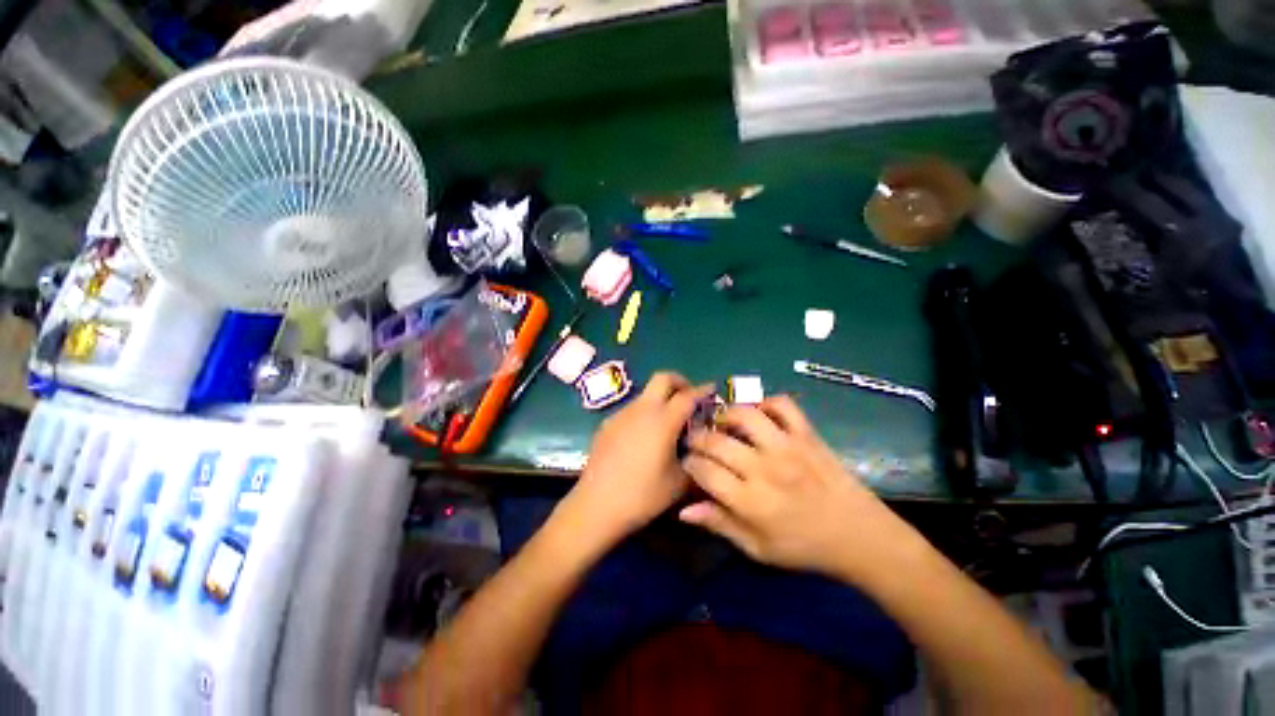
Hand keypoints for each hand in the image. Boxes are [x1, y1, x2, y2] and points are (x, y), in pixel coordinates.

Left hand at [555, 372, 711, 549]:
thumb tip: (703, 449)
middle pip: (663, 378)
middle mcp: (642, 409)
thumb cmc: (642, 495)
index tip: (713, 389)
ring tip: (668, 423)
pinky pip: (632, 409)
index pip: (688, 395)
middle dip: (680, 382)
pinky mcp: (607, 423)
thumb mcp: (679, 484)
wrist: (596, 505)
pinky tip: (644, 437)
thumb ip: (697, 462)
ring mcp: (621, 414)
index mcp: (663, 420)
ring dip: (661, 399)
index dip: (703, 390)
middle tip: (689, 399)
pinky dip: (645, 413)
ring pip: (646, 393)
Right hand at [678, 396, 911, 580]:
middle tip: (697, 441)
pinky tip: (759, 413)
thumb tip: (683, 510)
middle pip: (716, 441)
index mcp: (751, 502)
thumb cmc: (804, 547)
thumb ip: (720, 524)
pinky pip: (783, 405)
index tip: (688, 463)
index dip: (689, 463)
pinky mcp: (807, 435)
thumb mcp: (757, 548)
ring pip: (745, 415)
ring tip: (721, 422)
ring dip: (725, 415)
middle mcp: (765, 469)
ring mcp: (788, 447)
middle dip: (697, 438)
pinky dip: (766, 402)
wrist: (860, 536)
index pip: (704, 471)